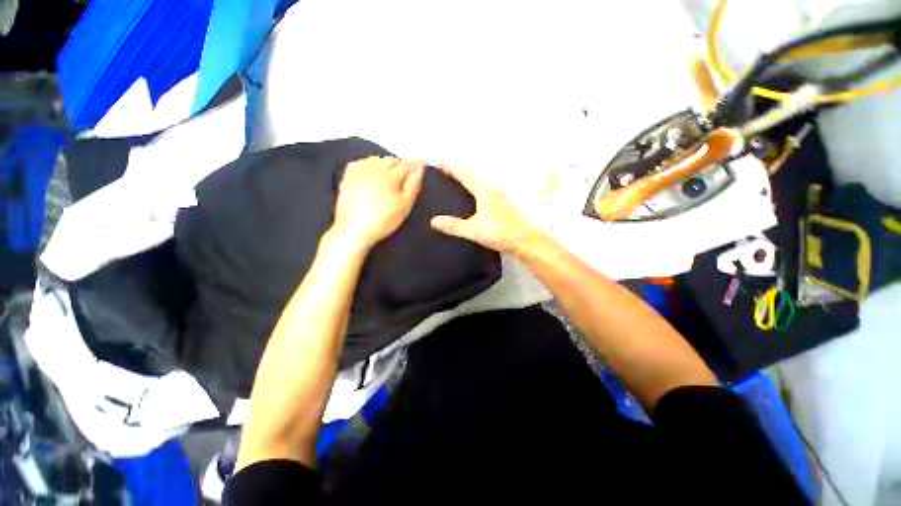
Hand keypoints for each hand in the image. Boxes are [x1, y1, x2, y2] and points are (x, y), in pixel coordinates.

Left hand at [332, 156, 424, 248]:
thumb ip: (413, 185)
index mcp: (391, 175)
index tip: (424, 163)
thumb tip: (420, 169)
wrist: (353, 229)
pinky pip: (362, 162)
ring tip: (391, 174)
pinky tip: (373, 173)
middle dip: (402, 164)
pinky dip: (370, 164)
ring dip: (387, 163)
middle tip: (408, 173)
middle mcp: (375, 167)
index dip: (417, 163)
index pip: (407, 164)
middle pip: (392, 160)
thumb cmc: (384, 220)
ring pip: (377, 159)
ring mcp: (360, 170)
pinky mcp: (348, 176)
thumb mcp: (404, 205)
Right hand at [430, 164, 541, 253]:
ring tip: (454, 185)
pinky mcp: (502, 207)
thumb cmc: (499, 232)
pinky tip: (471, 201)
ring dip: (467, 182)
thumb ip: (454, 225)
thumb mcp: (473, 230)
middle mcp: (492, 191)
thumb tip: (433, 220)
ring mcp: (499, 198)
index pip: (465, 175)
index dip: (452, 168)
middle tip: (444, 173)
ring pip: (480, 185)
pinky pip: (484, 193)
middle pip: (473, 177)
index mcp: (484, 191)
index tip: (439, 162)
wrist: (525, 241)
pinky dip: (474, 191)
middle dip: (459, 173)